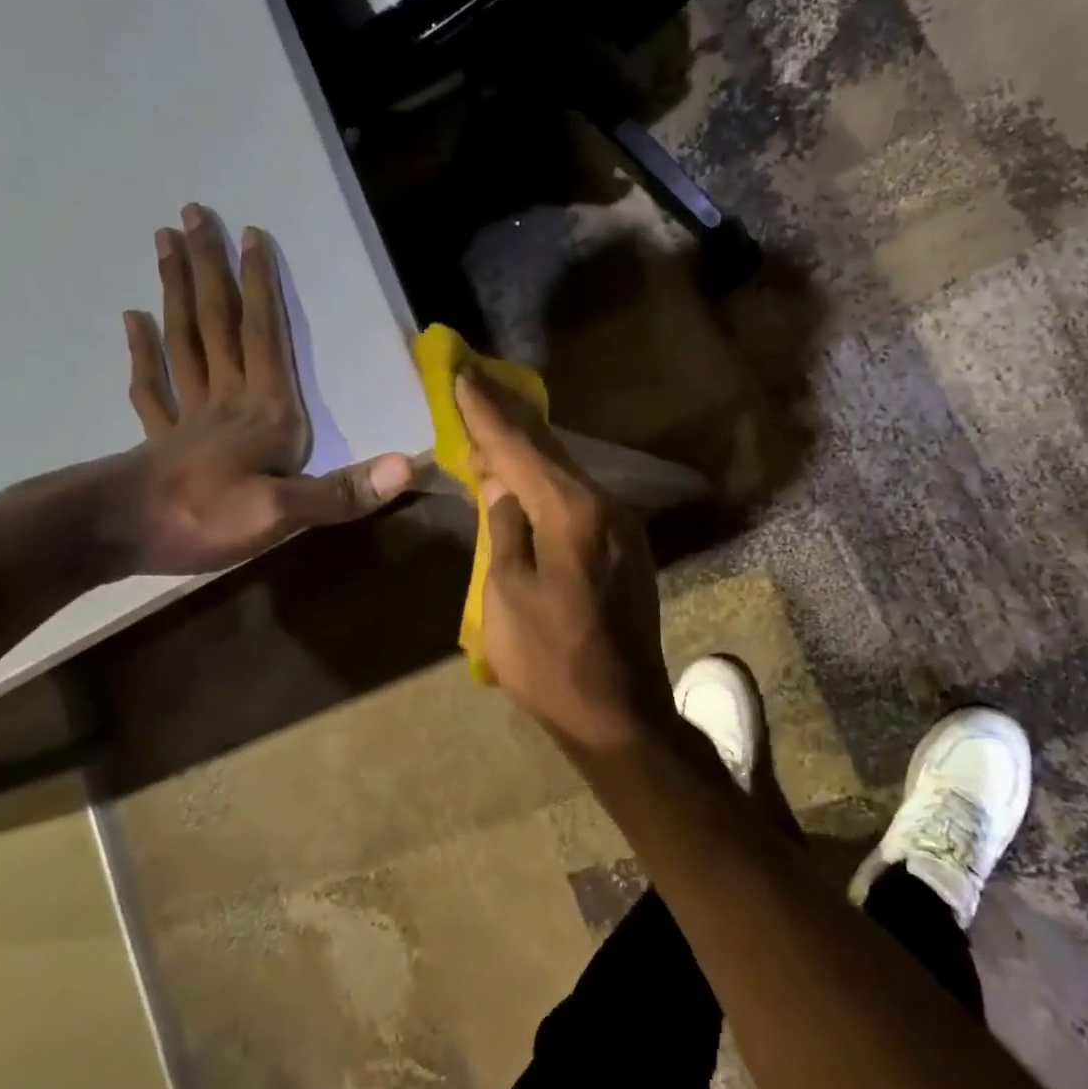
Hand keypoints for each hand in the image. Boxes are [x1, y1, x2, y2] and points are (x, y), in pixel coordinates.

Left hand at [103, 204, 411, 575]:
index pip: (263, 337)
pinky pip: (153, 387)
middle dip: (209, 269)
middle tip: (192, 215)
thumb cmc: (204, 521)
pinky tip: (134, 323)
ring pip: (183, 342)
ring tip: (164, 246)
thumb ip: (341, 491)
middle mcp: (227, 402)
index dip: (260, 287)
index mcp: (263, 413)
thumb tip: (406, 467)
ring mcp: (189, 418)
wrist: (118, 537)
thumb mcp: (283, 515)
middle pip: (216, 325)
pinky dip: (144, 352)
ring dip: (177, 293)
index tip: (251, 234)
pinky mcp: (162, 440)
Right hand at [455, 371, 674, 755]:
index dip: (486, 412)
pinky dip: (549, 480)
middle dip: (509, 415)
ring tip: (495, 418)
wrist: (619, 716)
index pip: (520, 449)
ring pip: (567, 473)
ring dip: (530, 447)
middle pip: (549, 451)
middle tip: (476, 379)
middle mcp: (606, 507)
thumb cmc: (550, 662)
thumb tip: (500, 486)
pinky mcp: (625, 549)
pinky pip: (580, 499)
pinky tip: (529, 475)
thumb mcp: (505, 596)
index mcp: (573, 513)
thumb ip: (504, 530)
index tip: (461, 372)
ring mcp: (622, 528)